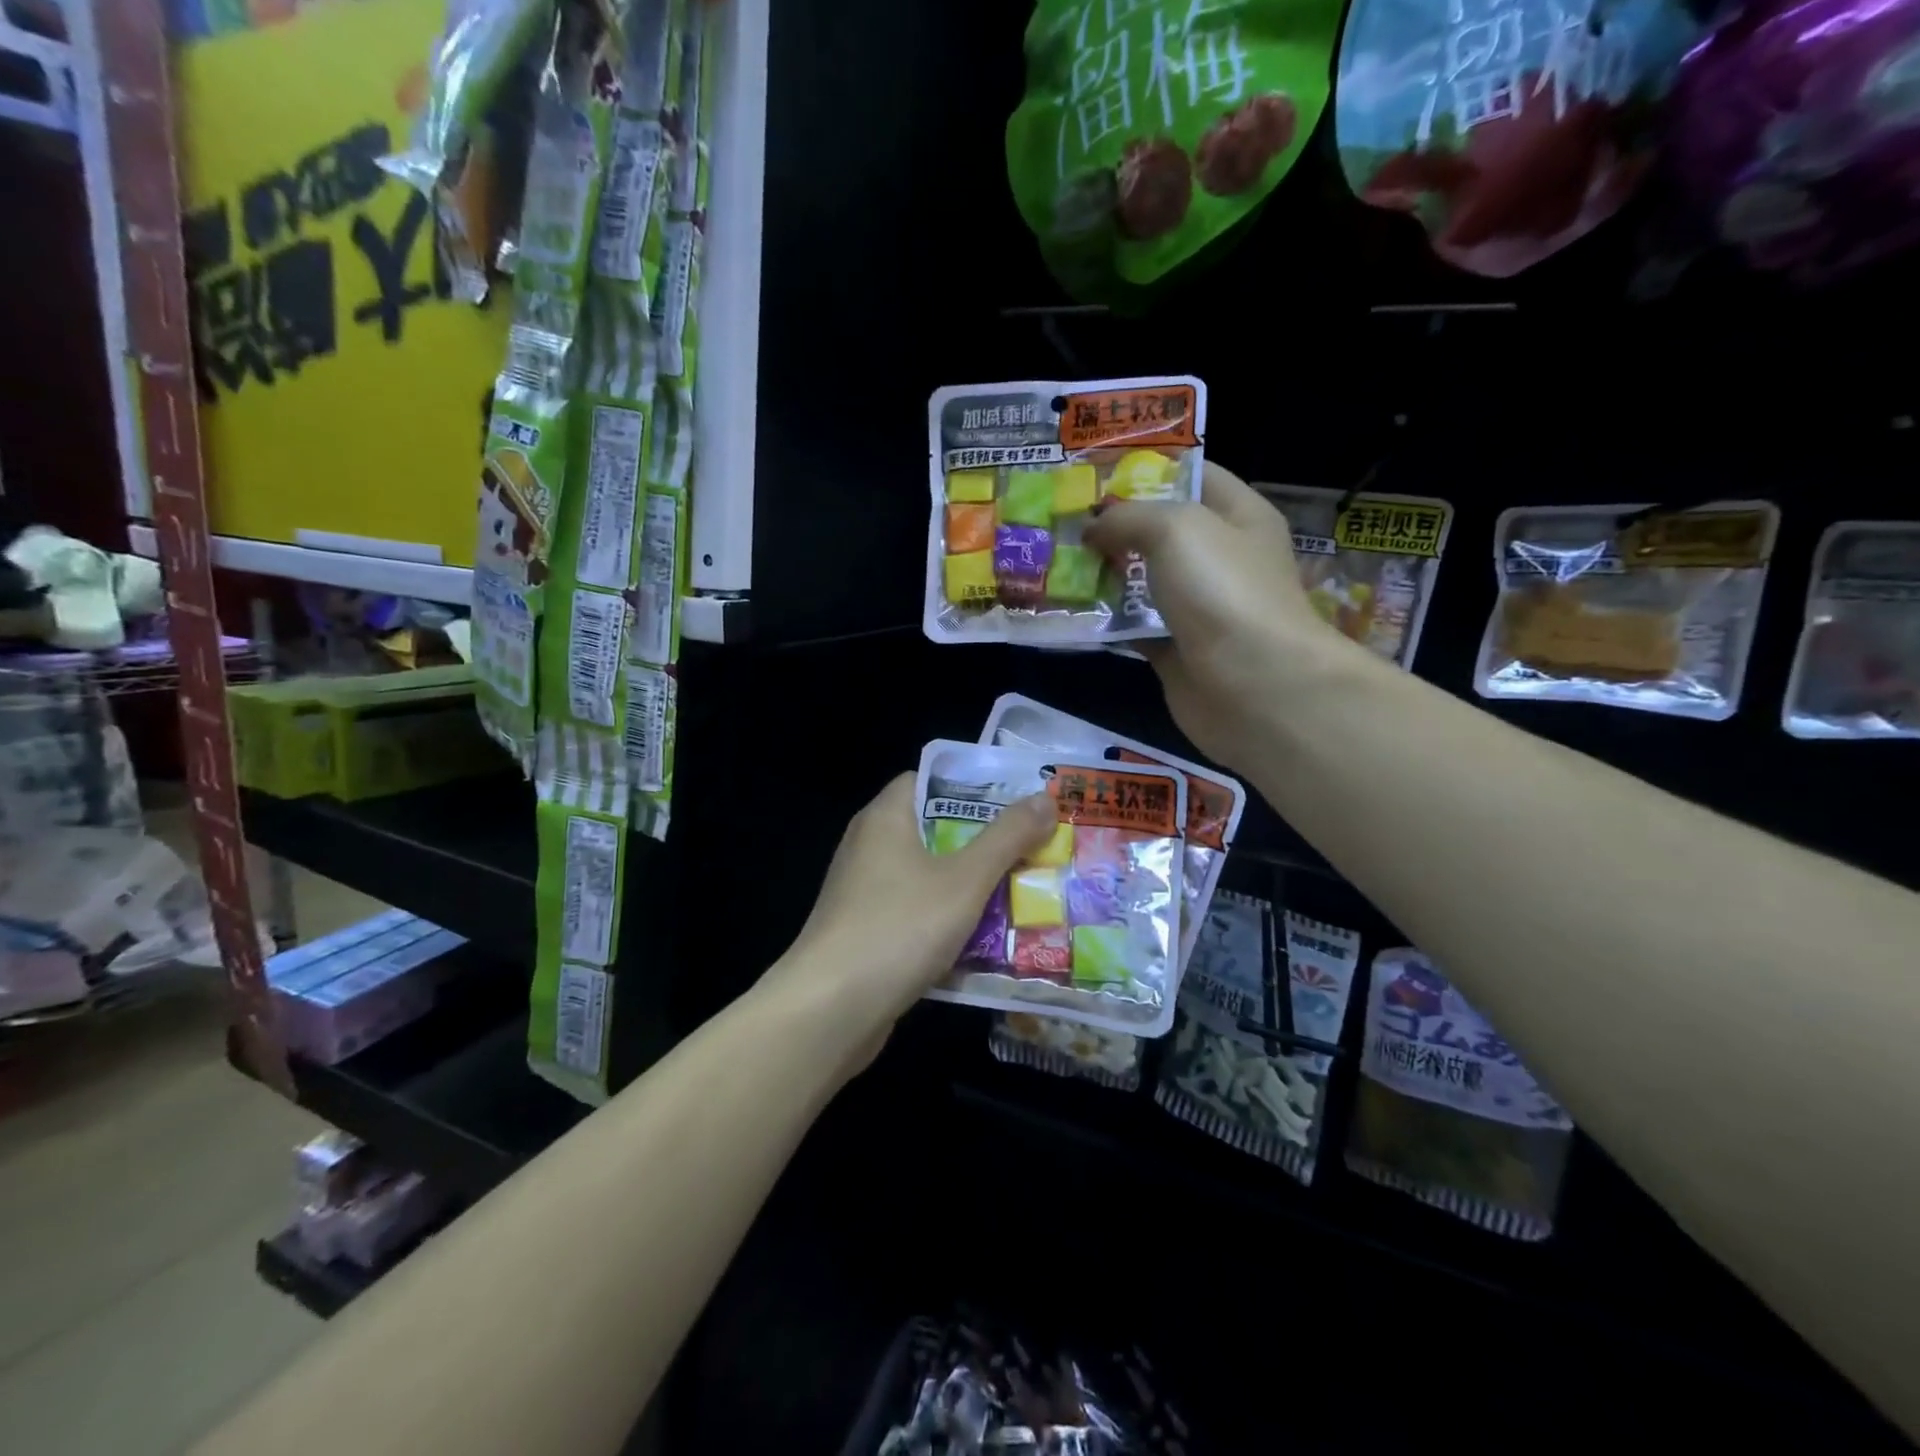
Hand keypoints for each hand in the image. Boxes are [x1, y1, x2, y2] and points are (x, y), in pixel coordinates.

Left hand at [773, 774, 1056, 1041]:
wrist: (829, 1011)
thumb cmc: (898, 928)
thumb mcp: (965, 880)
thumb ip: (1007, 838)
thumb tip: (1045, 798)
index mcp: (885, 818)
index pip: (928, 780)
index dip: (972, 785)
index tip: (1016, 800)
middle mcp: (869, 847)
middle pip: (934, 830)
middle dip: (983, 842)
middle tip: (1032, 848)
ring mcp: (863, 893)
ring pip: (928, 877)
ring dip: (969, 887)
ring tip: (1022, 892)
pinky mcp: (865, 933)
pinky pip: (916, 914)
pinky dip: (947, 922)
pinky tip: (986, 941)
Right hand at [1086, 461, 1366, 766]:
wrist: (1253, 686)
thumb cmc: (1223, 591)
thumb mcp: (1177, 528)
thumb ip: (1129, 517)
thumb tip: (1093, 528)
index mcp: (1239, 516)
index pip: (1193, 476)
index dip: (1146, 469)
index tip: (1093, 473)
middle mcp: (1221, 559)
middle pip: (1161, 532)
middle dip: (1113, 525)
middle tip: (1062, 520)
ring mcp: (1199, 608)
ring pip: (1142, 581)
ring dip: (1103, 573)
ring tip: (1054, 561)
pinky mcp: (1176, 650)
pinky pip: (1133, 627)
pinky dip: (1105, 621)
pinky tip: (1067, 609)